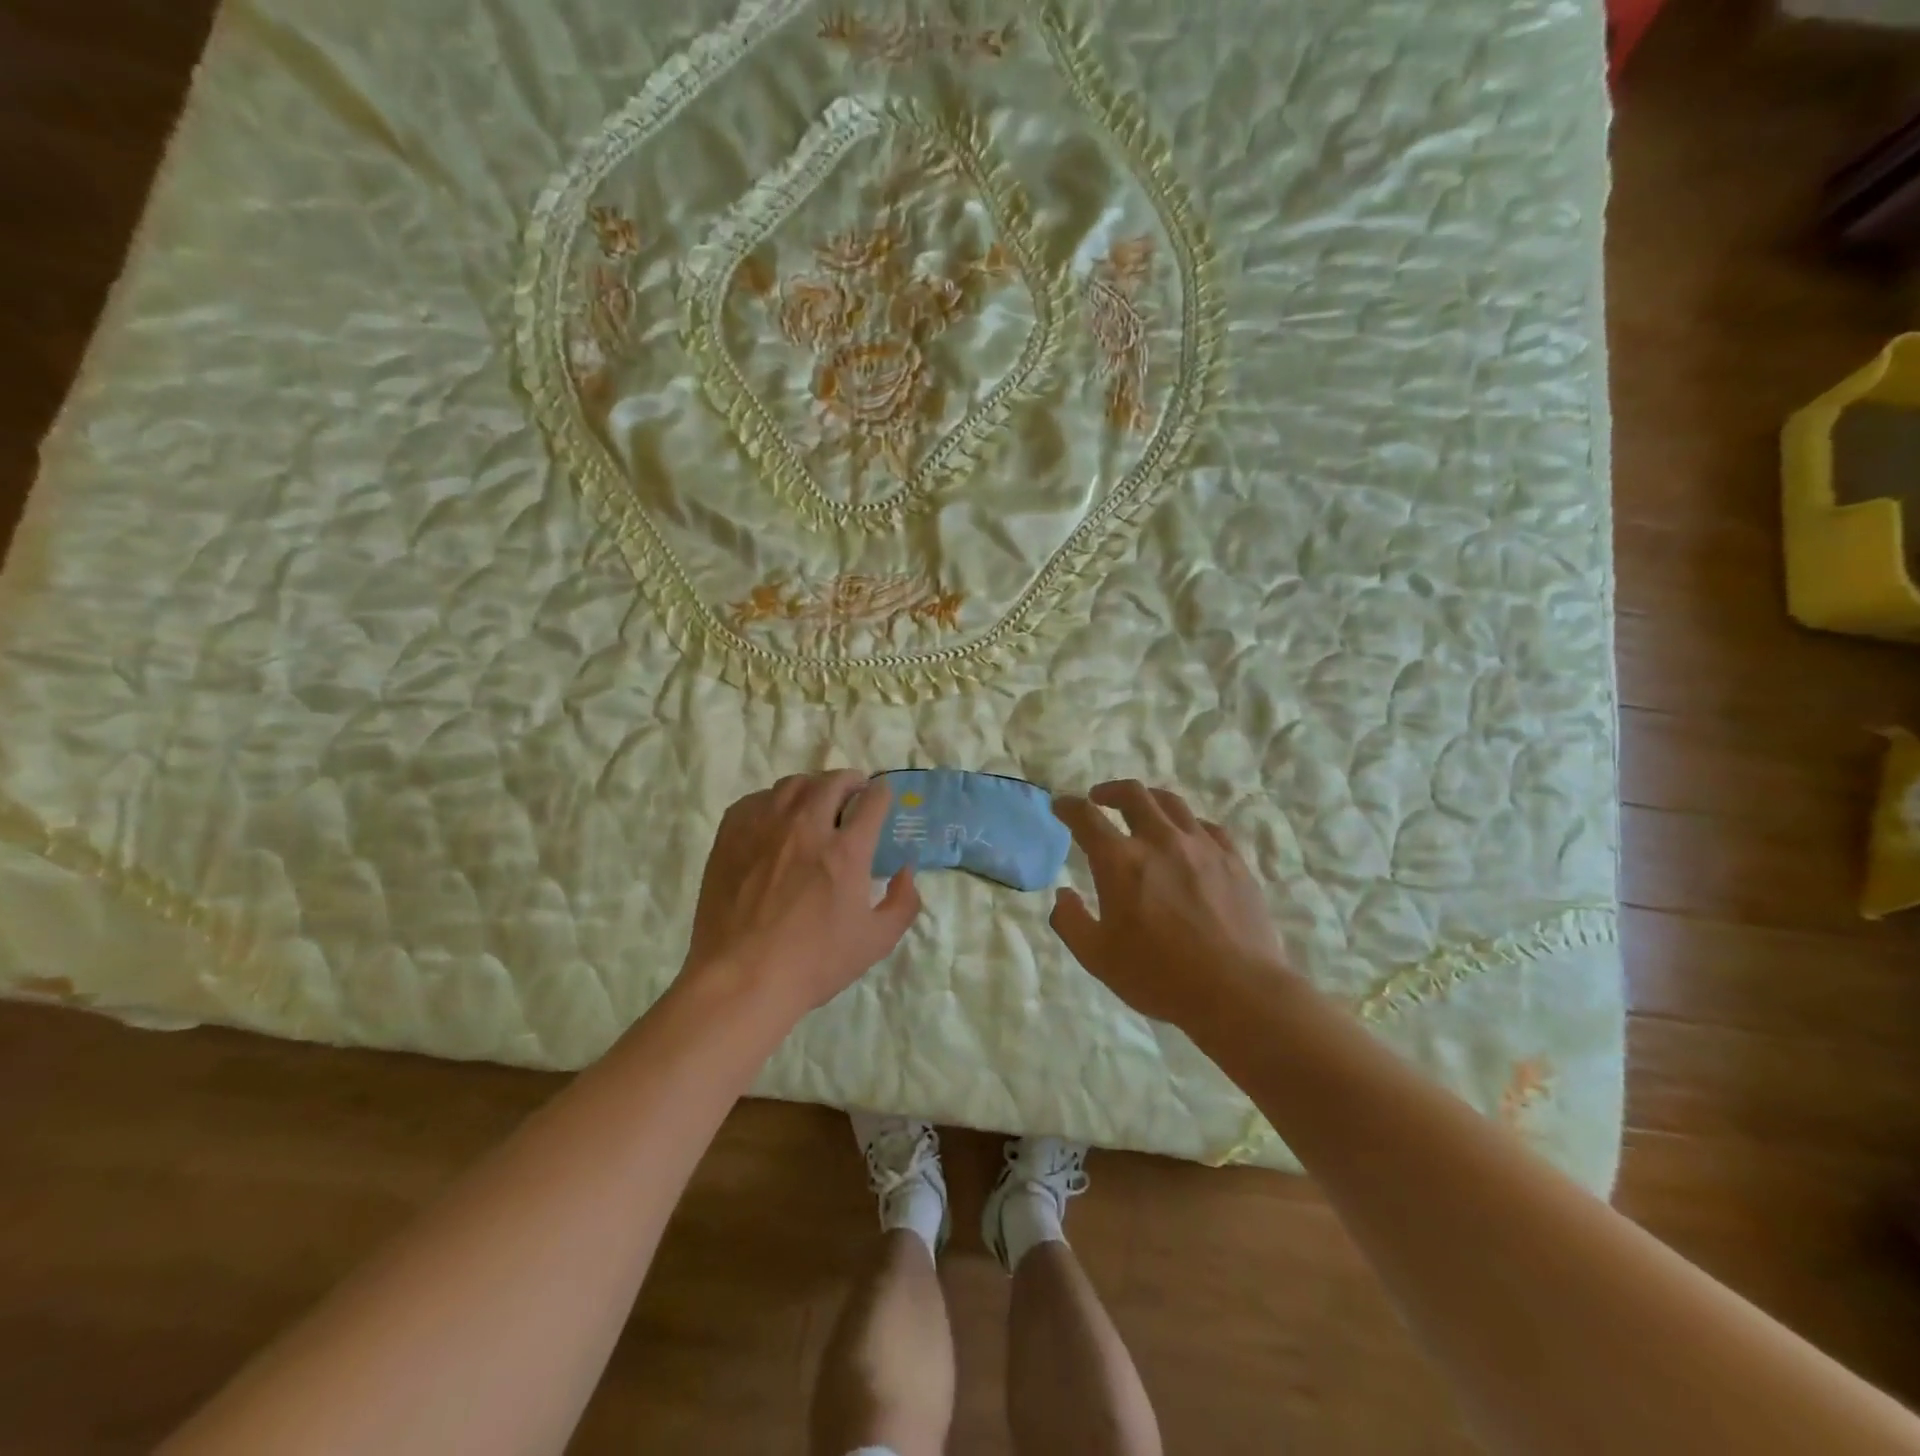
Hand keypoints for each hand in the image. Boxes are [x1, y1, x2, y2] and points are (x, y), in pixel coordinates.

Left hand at [685, 772, 920, 1019]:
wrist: (741, 979)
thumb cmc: (814, 964)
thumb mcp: (876, 941)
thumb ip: (903, 902)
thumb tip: (906, 870)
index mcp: (846, 850)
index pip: (872, 801)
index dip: (882, 794)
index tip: (881, 797)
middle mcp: (806, 826)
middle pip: (833, 782)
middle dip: (850, 781)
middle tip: (853, 792)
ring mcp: (765, 827)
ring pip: (793, 784)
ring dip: (812, 787)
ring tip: (815, 801)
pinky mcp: (731, 836)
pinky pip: (756, 800)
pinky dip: (773, 801)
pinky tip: (775, 818)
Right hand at [1050, 781, 1290, 1034]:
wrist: (1237, 991)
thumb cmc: (1158, 976)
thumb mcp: (1097, 958)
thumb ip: (1071, 921)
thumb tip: (1063, 894)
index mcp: (1120, 861)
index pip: (1086, 817)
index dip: (1068, 806)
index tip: (1061, 805)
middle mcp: (1160, 840)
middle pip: (1132, 795)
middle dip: (1109, 791)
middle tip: (1099, 799)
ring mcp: (1201, 846)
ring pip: (1171, 803)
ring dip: (1148, 799)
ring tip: (1142, 809)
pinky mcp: (1233, 860)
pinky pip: (1207, 827)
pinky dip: (1187, 824)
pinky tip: (1187, 837)